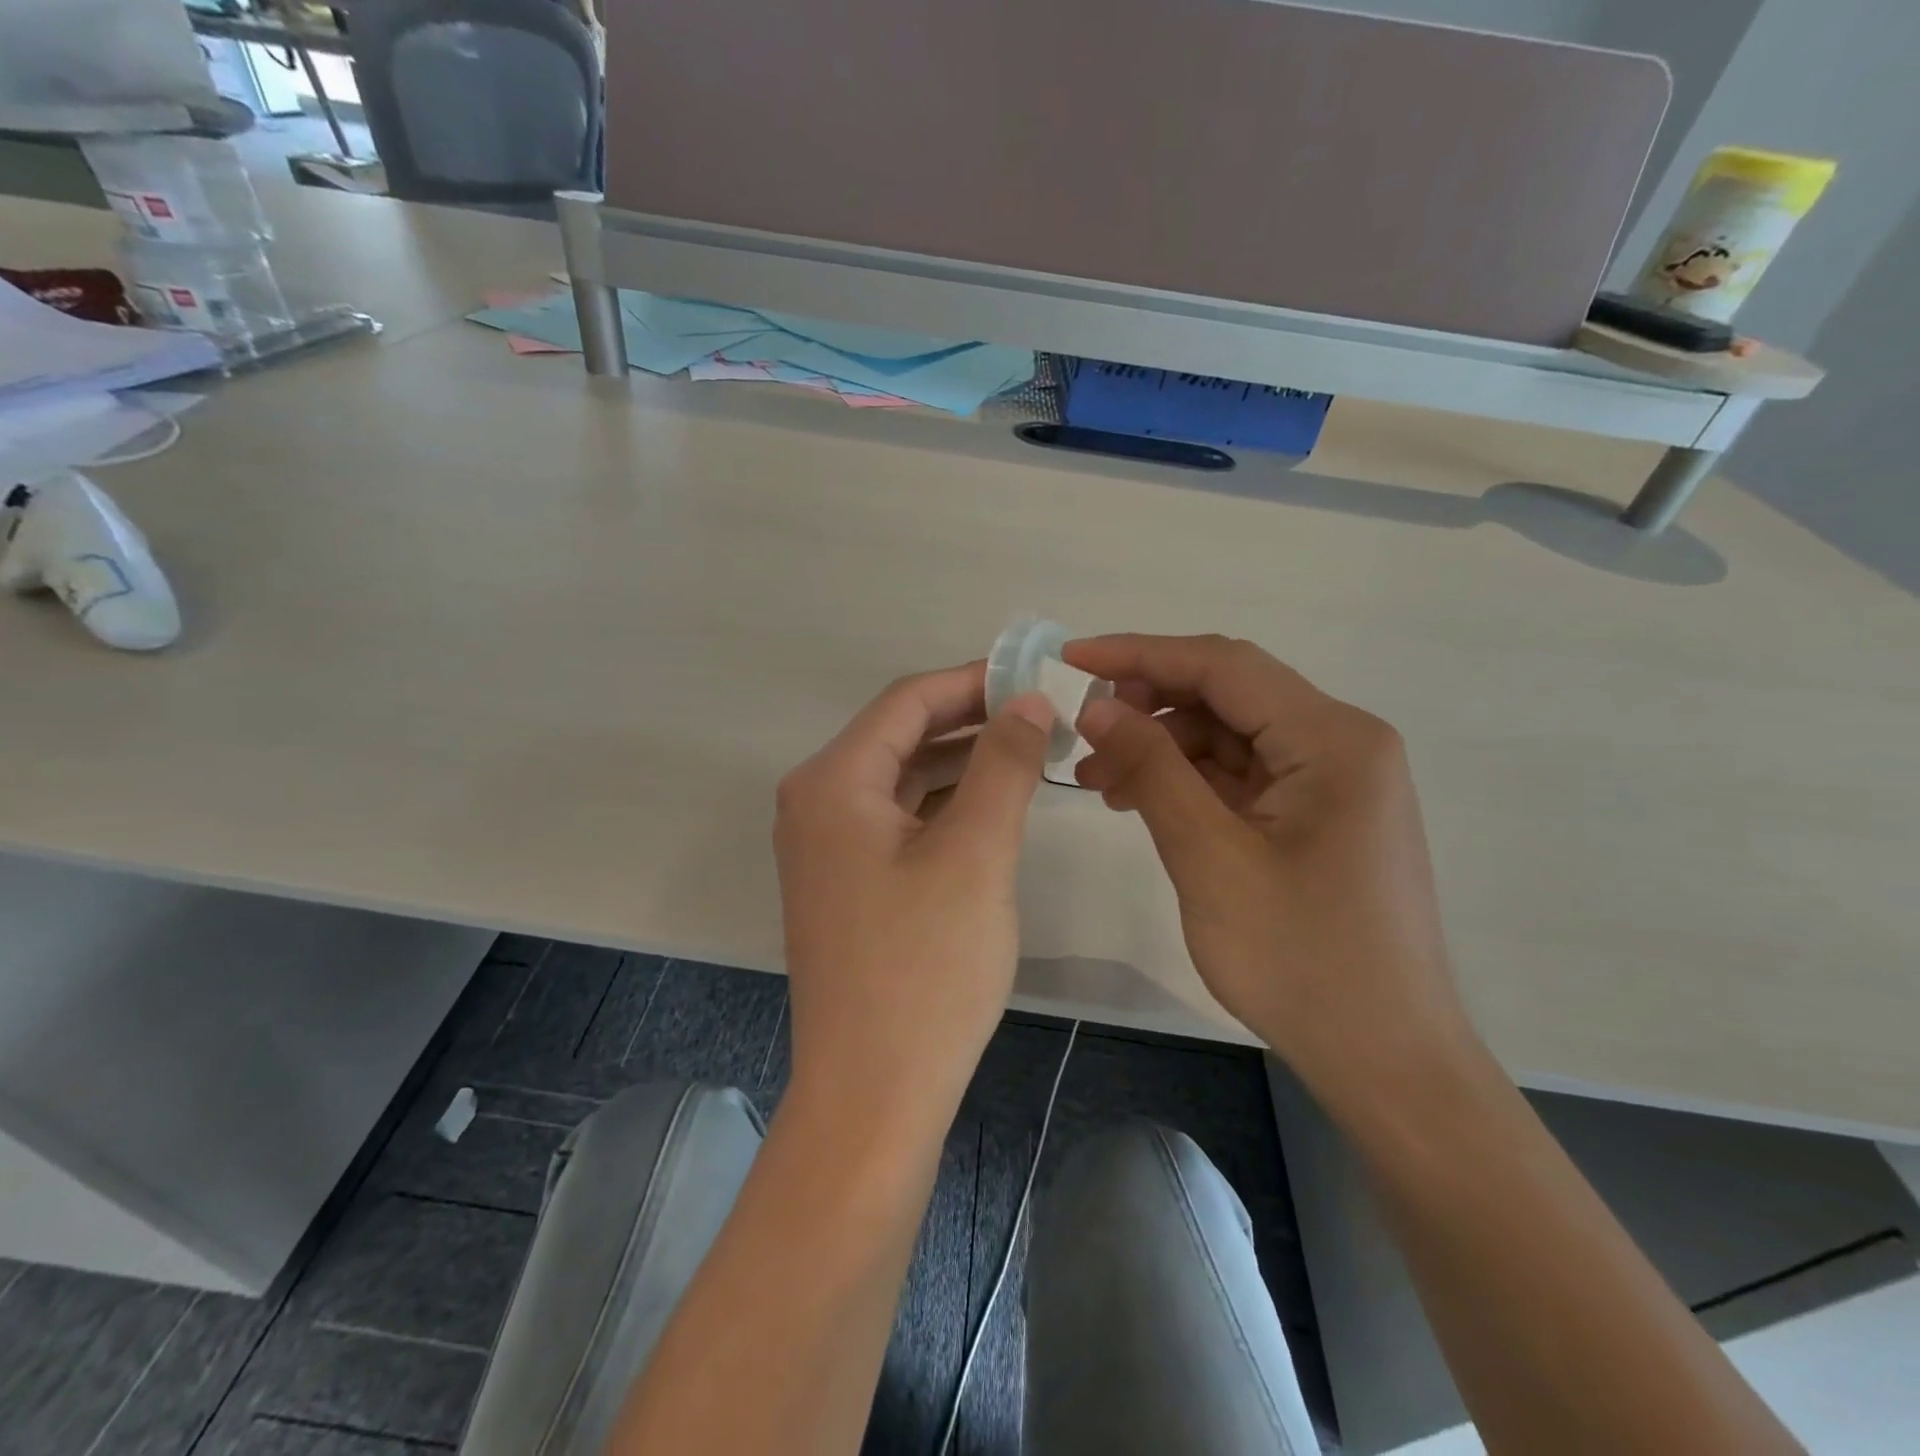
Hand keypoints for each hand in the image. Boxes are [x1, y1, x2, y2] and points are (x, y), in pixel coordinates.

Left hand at [774, 663, 1054, 1128]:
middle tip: (1043, 715)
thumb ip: (1003, 764)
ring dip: (962, 763)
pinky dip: (945, 805)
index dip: (973, 681)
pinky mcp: (847, 884)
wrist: (873, 1095)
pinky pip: (899, 820)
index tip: (1035, 677)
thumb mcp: (976, 853)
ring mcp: (827, 847)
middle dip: (972, 721)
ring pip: (903, 780)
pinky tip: (992, 807)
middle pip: (901, 736)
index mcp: (833, 782)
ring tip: (1029, 753)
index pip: (907, 701)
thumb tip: (1027, 700)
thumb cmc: (925, 968)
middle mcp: (816, 803)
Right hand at [1066, 634, 1475, 1106]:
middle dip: (1148, 705)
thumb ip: (1152, 768)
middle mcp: (1341, 742)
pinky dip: (1188, 780)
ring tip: (1098, 779)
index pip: (1222, 665)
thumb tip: (1097, 705)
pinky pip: (1242, 774)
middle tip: (1081, 732)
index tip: (1070, 659)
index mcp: (1332, 739)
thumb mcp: (1209, 857)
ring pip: (1230, 734)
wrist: (1385, 1059)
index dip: (1139, 654)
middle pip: (1228, 694)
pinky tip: (1140, 801)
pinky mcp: (1319, 814)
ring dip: (1162, 747)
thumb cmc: (1300, 960)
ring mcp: (1333, 780)